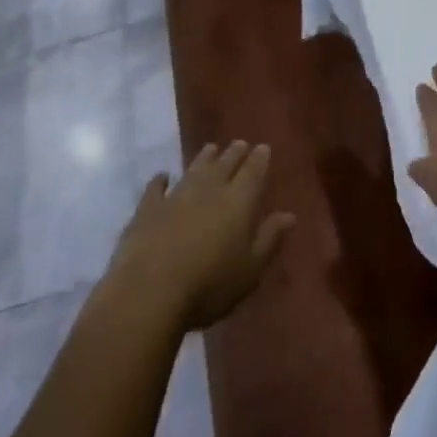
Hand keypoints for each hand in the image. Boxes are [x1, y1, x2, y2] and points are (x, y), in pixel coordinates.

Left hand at [110, 141, 295, 329]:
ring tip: (211, 148)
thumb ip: (269, 238)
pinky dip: (160, 180)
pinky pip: (156, 188)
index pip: (253, 172)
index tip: (263, 147)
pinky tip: (163, 176)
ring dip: (204, 158)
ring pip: (194, 169)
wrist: (149, 293)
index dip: (259, 159)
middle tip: (239, 143)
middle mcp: (209, 190)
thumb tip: (289, 215)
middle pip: (224, 164)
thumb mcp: (251, 269)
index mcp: (239, 201)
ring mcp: (176, 196)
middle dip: (234, 153)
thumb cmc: (210, 285)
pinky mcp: (147, 210)